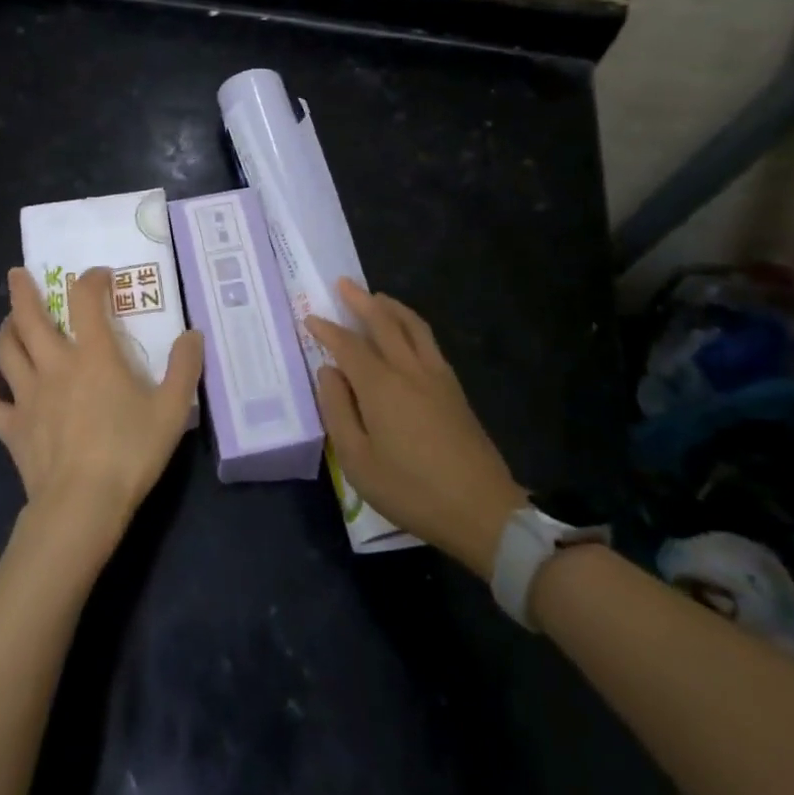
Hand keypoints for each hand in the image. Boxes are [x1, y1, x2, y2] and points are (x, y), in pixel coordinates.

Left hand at [0, 266, 202, 557]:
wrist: (83, 504)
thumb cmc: (130, 452)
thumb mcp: (171, 409)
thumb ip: (184, 368)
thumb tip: (193, 335)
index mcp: (94, 355)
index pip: (86, 300)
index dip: (91, 280)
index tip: (98, 275)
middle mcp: (55, 365)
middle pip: (29, 318)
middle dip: (22, 291)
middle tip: (17, 274)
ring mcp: (28, 396)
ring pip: (6, 352)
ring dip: (5, 330)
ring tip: (8, 321)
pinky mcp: (12, 428)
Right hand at [306, 280, 526, 579]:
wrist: (482, 510)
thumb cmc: (411, 490)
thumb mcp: (358, 460)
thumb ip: (338, 411)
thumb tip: (329, 372)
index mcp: (381, 386)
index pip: (348, 345)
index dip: (327, 329)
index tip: (311, 317)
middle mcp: (409, 370)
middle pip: (384, 323)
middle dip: (361, 301)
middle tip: (344, 283)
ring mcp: (437, 377)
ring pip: (413, 326)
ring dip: (391, 307)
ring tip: (376, 297)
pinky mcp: (455, 389)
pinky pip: (428, 341)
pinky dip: (412, 325)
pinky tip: (407, 332)